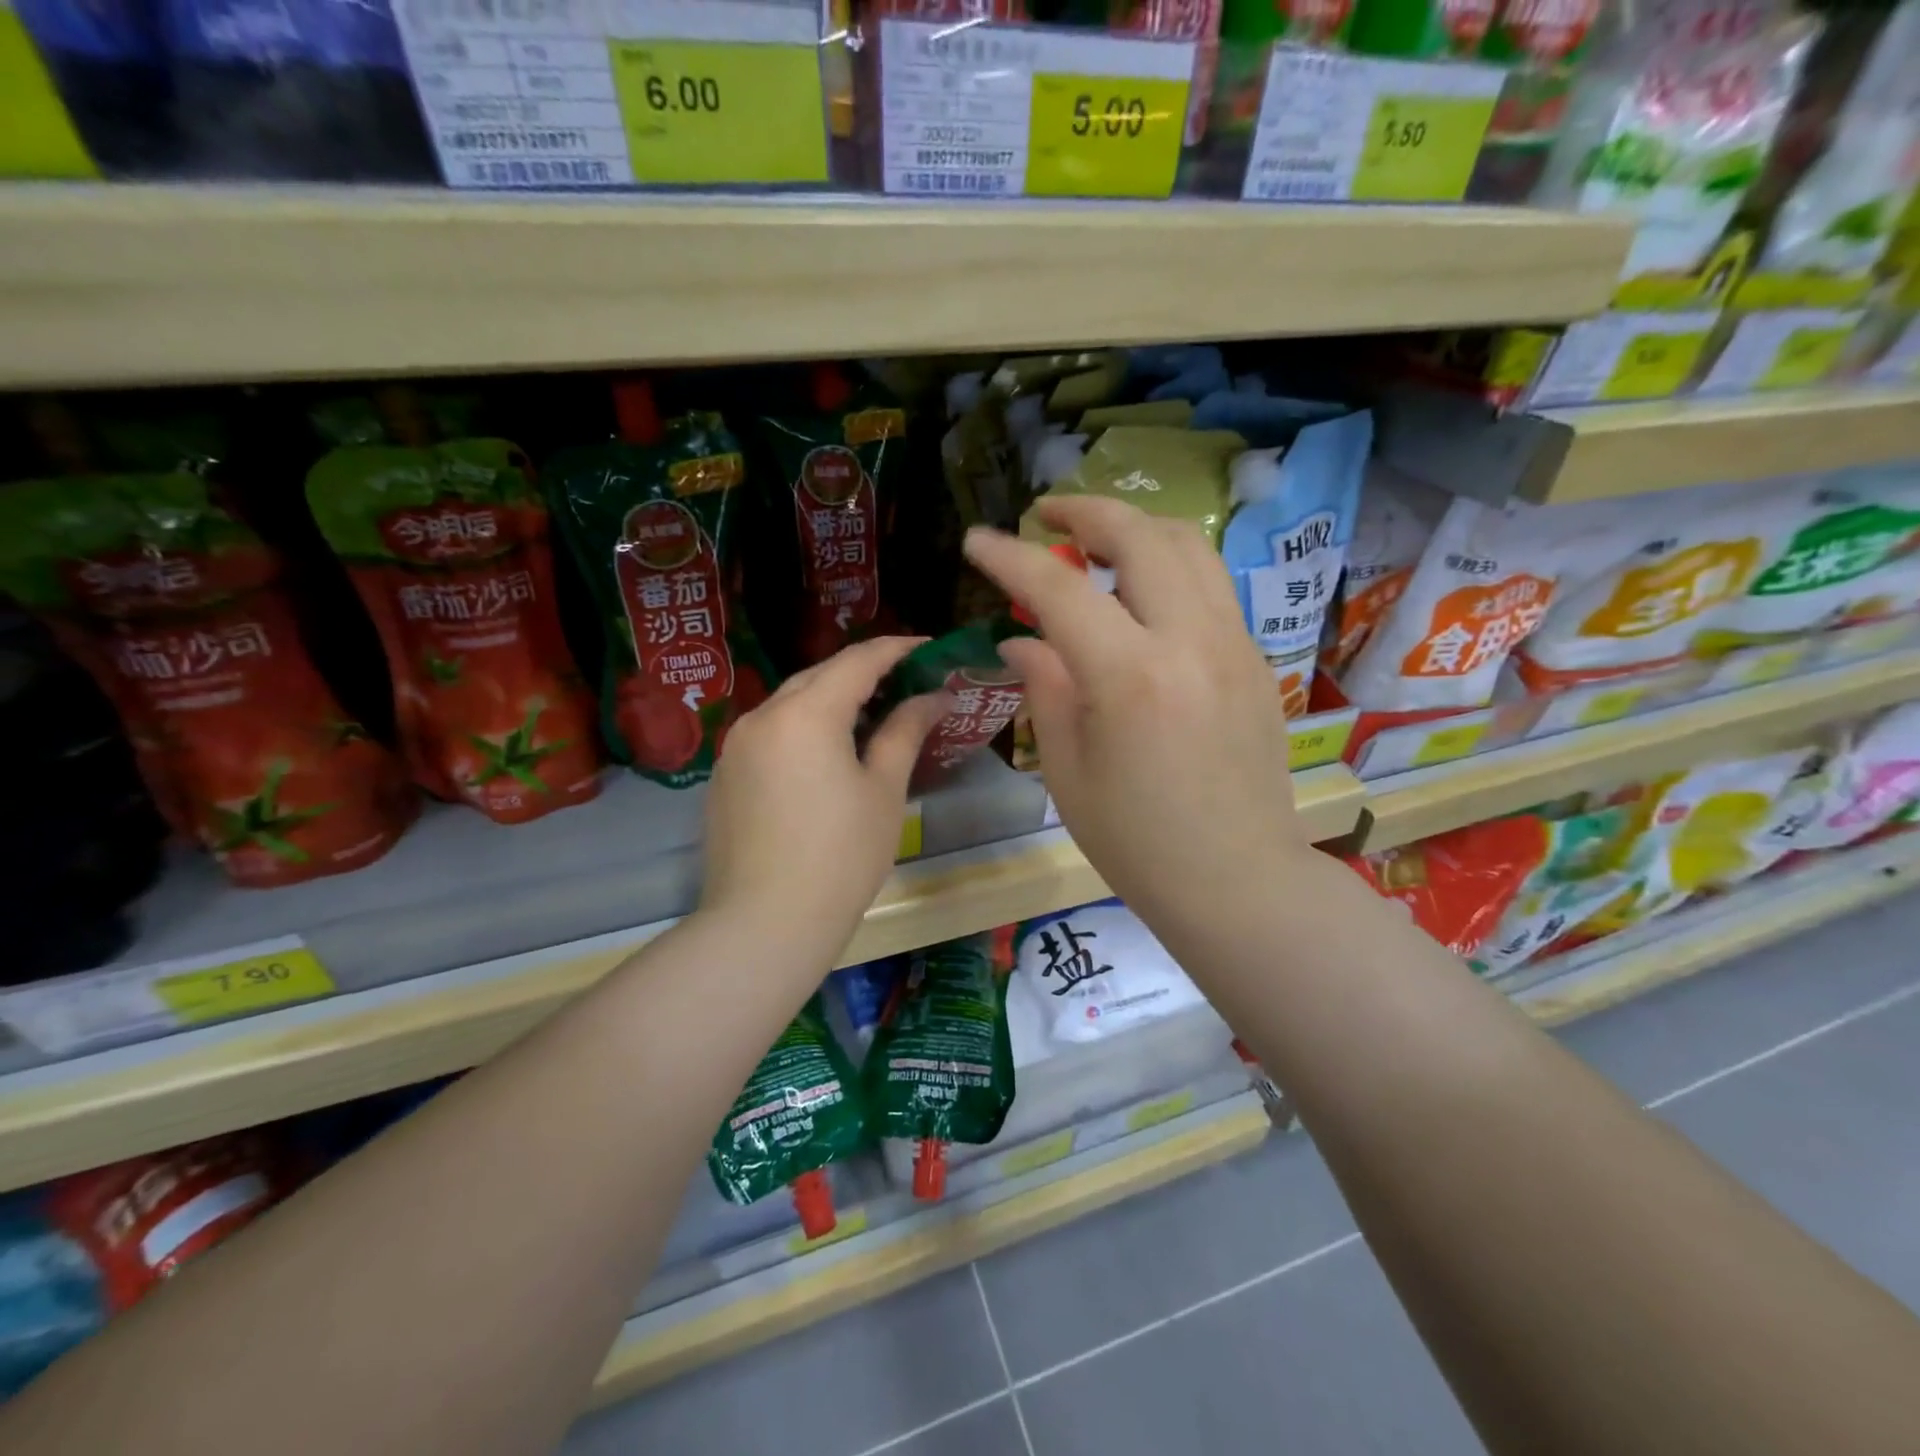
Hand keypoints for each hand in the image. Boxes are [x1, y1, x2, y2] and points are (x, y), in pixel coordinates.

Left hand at [698, 637, 947, 963]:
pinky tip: (826, 755)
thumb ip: (905, 731)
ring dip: (832, 701)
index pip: (858, 660)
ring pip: (791, 704)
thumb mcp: (883, 790)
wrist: (764, 924)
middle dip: (864, 672)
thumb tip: (935, 696)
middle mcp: (762, 716)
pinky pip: (771, 734)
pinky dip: (804, 729)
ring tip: (871, 717)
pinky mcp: (725, 776)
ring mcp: (736, 746)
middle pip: (820, 676)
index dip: (897, 649)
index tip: (930, 648)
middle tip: (907, 683)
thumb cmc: (840, 856)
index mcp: (805, 713)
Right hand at [963, 497, 1308, 930]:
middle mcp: (1189, 641)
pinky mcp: (1254, 659)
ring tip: (1095, 539)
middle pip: (1140, 537)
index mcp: (1130, 676)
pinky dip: (1168, 566)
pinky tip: (1142, 592)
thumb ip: (1044, 687)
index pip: (1059, 589)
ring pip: (1188, 548)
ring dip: (1135, 528)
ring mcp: (1233, 644)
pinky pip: (1210, 586)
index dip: (1010, 557)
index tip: (977, 539)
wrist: (1237, 879)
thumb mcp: (1067, 770)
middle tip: (1046, 515)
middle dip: (1085, 511)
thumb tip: (1022, 639)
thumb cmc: (1136, 841)